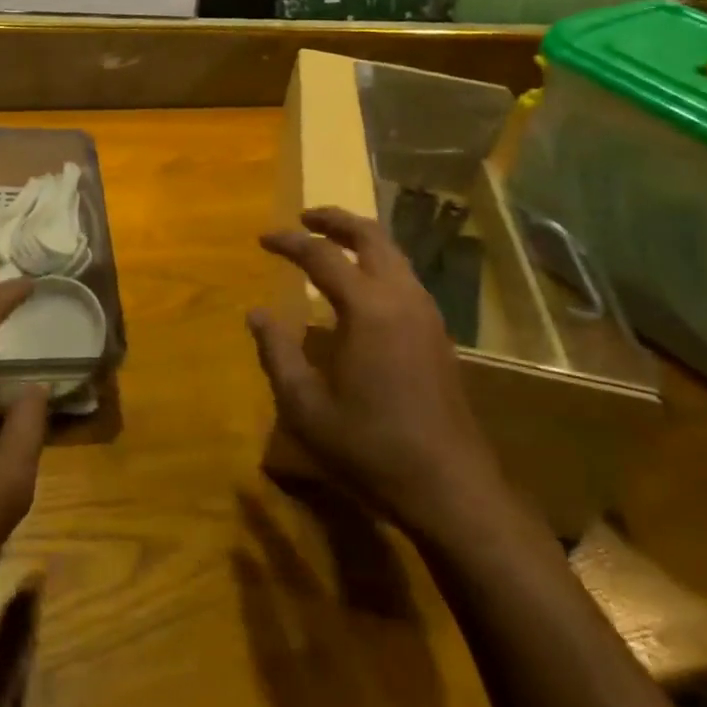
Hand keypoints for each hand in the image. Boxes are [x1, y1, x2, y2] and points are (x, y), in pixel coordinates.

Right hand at [250, 207, 511, 545]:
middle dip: (335, 220)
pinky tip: (361, 286)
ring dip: (360, 238)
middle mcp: (401, 297)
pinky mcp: (438, 332)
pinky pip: (405, 276)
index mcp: (367, 308)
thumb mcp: (307, 406)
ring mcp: (426, 313)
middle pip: (370, 235)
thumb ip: (277, 352)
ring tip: (331, 243)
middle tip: (305, 218)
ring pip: (393, 253)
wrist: (451, 487)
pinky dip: (378, 262)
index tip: (263, 238)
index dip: (289, 242)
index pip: (321, 255)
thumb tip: (256, 313)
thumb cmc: (371, 447)